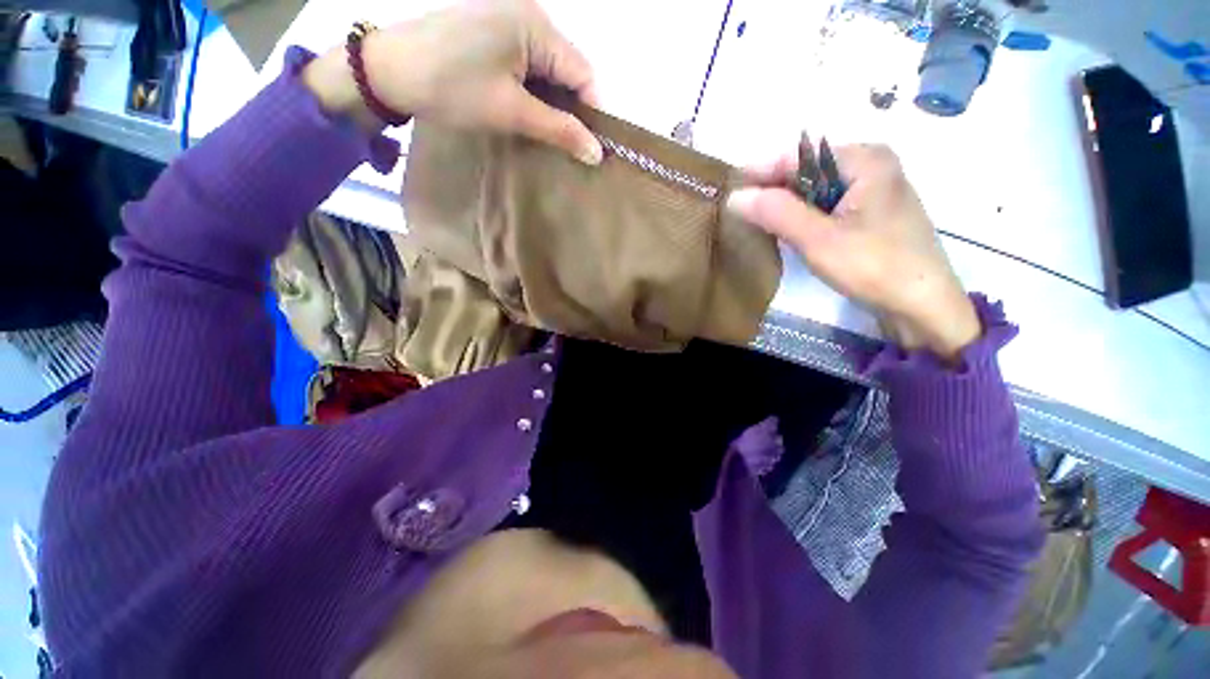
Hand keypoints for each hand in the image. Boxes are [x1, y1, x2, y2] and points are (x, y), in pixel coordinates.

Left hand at [303, 0, 602, 164]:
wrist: (388, 70)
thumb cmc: (453, 89)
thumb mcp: (512, 112)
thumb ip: (560, 130)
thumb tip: (597, 153)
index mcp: (537, 25)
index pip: (584, 73)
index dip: (590, 113)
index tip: (588, 149)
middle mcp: (529, 12)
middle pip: (567, 69)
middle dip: (570, 108)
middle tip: (565, 145)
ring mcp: (509, 16)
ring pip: (548, 68)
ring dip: (550, 101)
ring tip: (545, 132)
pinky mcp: (493, 28)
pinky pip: (528, 61)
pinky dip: (532, 89)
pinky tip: (525, 109)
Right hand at [727, 144, 980, 361]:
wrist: (922, 305)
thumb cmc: (873, 266)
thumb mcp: (818, 239)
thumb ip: (776, 213)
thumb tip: (734, 197)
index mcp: (864, 159)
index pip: (799, 156)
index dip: (761, 172)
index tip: (730, 190)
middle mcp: (871, 166)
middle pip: (809, 171)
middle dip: (774, 190)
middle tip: (741, 210)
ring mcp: (874, 190)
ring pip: (817, 190)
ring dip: (788, 205)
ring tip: (757, 221)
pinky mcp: (872, 214)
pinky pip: (828, 205)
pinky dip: (805, 216)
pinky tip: (789, 231)